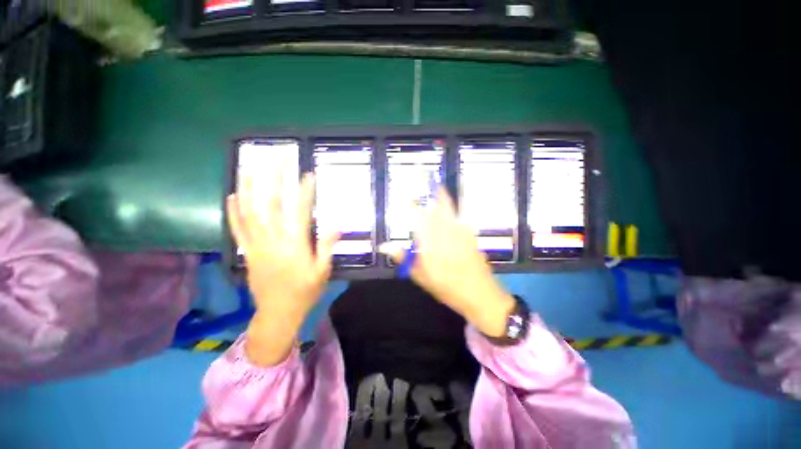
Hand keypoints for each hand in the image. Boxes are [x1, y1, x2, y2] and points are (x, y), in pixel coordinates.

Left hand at [227, 170, 338, 365]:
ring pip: (249, 211)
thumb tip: (338, 224)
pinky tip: (233, 194)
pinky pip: (237, 228)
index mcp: (295, 246)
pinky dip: (233, 210)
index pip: (299, 211)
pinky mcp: (248, 251)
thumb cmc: (305, 292)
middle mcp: (273, 241)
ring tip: (250, 165)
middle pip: (271, 204)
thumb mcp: (323, 271)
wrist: (278, 313)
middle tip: (278, 158)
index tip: (308, 173)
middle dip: (274, 178)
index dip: (304, 191)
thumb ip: (327, 247)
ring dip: (249, 186)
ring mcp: (257, 245)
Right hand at [380, 188, 514, 336]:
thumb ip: (403, 258)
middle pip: (437, 205)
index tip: (406, 196)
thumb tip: (385, 246)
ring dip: (442, 195)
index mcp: (430, 240)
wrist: (479, 293)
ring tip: (437, 184)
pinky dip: (456, 208)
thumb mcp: (420, 276)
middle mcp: (445, 231)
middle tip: (425, 176)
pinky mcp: (470, 233)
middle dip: (430, 190)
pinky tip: (454, 207)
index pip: (417, 217)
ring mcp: (460, 230)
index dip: (411, 204)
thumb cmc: (446, 287)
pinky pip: (461, 215)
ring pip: (450, 207)